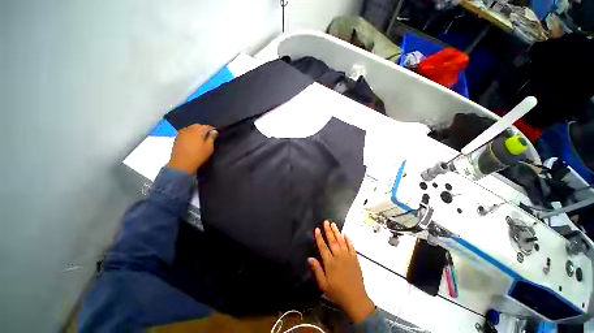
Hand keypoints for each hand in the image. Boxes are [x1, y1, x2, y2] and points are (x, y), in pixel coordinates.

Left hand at [167, 124, 217, 174]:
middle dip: (204, 129)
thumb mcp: (209, 148)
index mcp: (198, 131)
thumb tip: (214, 131)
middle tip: (208, 136)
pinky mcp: (177, 137)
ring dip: (196, 130)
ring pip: (191, 128)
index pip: (207, 126)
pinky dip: (190, 133)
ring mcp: (181, 133)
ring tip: (200, 138)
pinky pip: (185, 132)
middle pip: (198, 125)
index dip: (212, 129)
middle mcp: (189, 129)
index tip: (216, 134)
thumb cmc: (198, 156)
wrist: (182, 164)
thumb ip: (212, 138)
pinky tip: (192, 139)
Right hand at [308, 220, 374, 322]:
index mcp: (330, 262)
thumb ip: (317, 270)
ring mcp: (348, 256)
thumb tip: (310, 258)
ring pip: (341, 241)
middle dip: (328, 230)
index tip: (317, 229)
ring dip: (337, 232)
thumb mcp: (323, 284)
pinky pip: (351, 246)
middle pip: (332, 240)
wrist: (355, 298)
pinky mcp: (355, 258)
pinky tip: (345, 234)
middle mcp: (338, 256)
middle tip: (326, 222)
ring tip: (333, 224)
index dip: (319, 237)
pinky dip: (348, 239)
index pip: (323, 246)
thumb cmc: (337, 292)